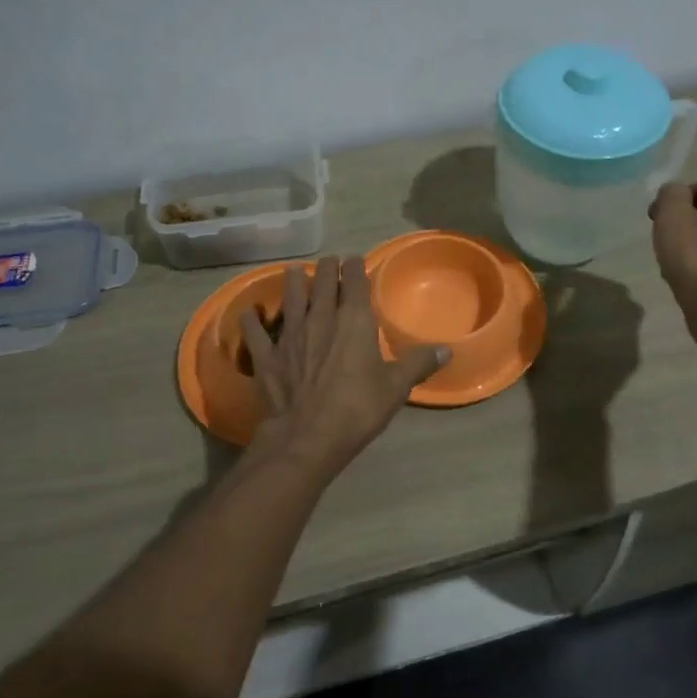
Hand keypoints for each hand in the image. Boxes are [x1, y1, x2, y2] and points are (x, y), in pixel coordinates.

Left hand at [239, 255, 447, 480]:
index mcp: (353, 320)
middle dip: (326, 268)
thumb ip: (418, 364)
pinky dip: (252, 320)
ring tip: (294, 272)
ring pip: (290, 296)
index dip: (354, 267)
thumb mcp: (396, 387)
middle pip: (321, 281)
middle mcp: (320, 317)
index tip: (354, 260)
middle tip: (328, 262)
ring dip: (293, 281)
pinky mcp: (267, 355)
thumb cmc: (357, 408)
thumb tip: (447, 350)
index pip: (354, 281)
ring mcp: (289, 334)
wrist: (307, 437)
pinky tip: (249, 313)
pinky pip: (255, 331)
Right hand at [649, 181, 696, 353]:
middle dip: (684, 224)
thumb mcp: (672, 214)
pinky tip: (690, 280)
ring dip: (694, 247)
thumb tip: (674, 193)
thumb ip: (670, 194)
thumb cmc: (696, 255)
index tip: (655, 220)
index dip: (672, 202)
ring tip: (675, 265)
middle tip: (664, 243)